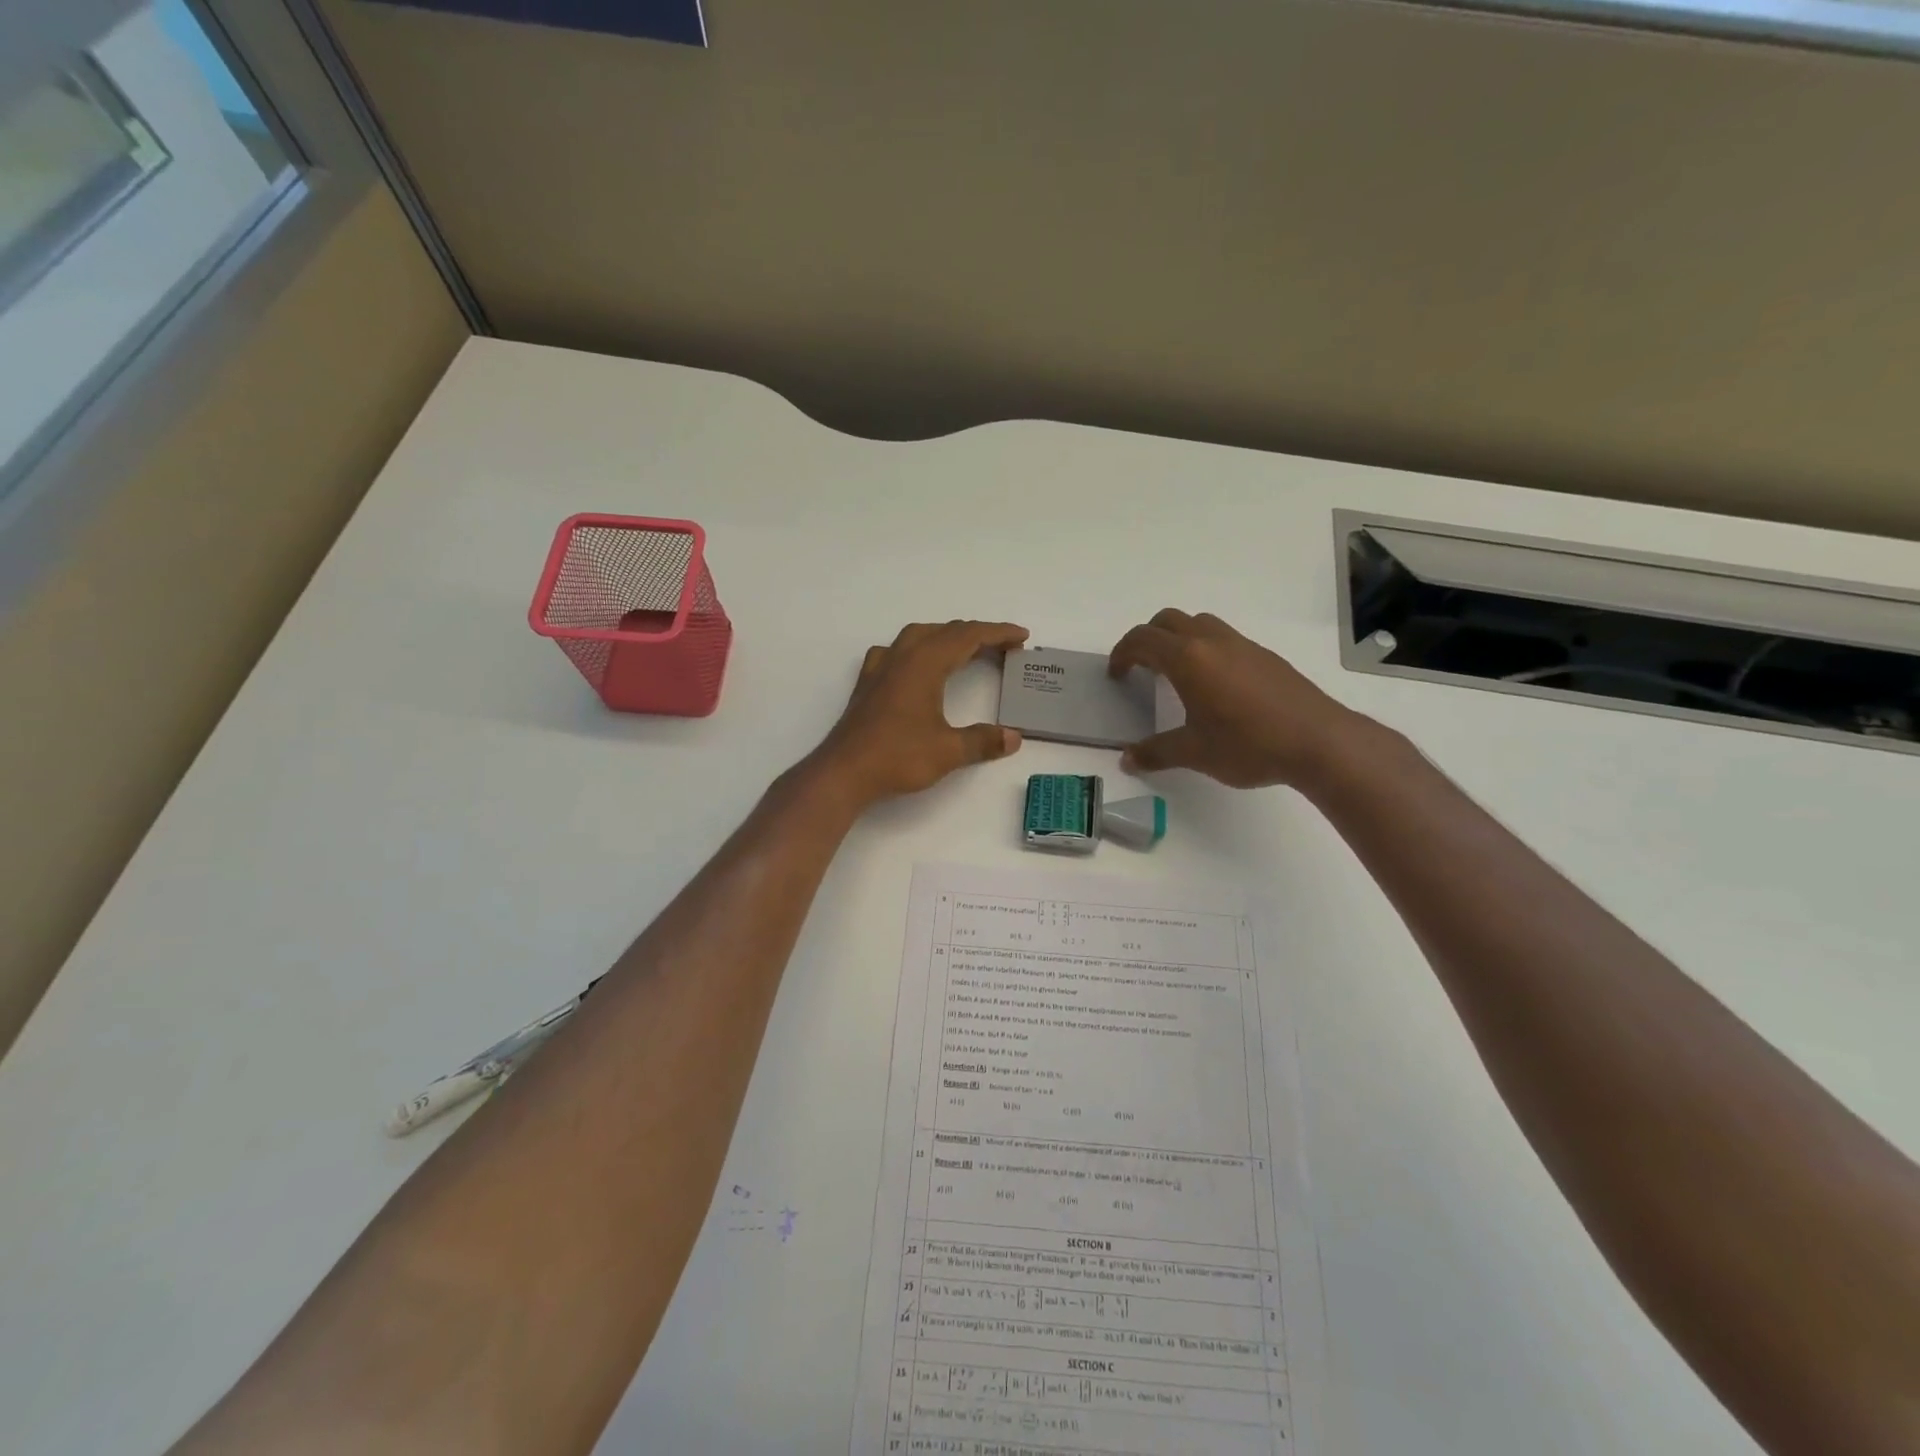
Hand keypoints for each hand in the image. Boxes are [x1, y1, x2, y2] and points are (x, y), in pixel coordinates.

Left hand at [813, 621, 1029, 806]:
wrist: (844, 772)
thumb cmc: (897, 756)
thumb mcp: (948, 751)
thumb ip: (983, 741)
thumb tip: (1014, 737)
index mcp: (924, 663)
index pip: (968, 636)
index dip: (998, 633)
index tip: (1021, 636)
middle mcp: (902, 656)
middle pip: (945, 631)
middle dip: (977, 634)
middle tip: (1004, 647)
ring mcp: (880, 667)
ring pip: (919, 636)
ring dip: (947, 637)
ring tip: (966, 650)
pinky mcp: (868, 683)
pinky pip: (898, 651)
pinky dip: (919, 649)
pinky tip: (918, 666)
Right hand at [1108, 609, 1361, 788]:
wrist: (1319, 741)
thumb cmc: (1248, 744)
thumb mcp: (1194, 753)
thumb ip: (1156, 752)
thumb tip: (1127, 760)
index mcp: (1188, 659)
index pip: (1143, 640)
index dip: (1122, 653)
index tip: (1116, 674)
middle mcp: (1212, 642)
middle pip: (1168, 620)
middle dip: (1147, 639)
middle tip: (1141, 668)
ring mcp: (1242, 645)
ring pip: (1199, 624)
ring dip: (1178, 638)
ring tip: (1176, 674)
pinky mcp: (1264, 656)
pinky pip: (1223, 638)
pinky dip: (1204, 649)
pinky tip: (1213, 686)